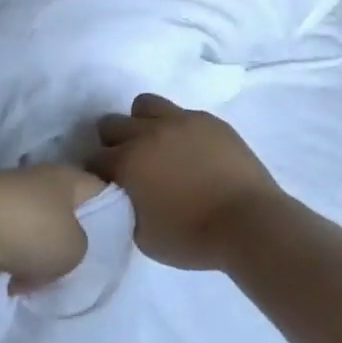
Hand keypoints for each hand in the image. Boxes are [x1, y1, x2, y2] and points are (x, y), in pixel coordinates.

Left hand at [0, 165, 103, 288]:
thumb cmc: (29, 230)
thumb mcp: (75, 249)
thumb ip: (81, 248)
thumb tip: (58, 249)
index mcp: (68, 176)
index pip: (101, 191)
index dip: (110, 217)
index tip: (108, 245)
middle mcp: (37, 177)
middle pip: (64, 212)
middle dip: (65, 241)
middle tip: (67, 269)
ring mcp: (4, 192)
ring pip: (32, 226)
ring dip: (33, 253)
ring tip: (30, 280)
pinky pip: (4, 236)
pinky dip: (7, 256)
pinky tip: (4, 278)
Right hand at [90, 95, 283, 271]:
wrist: (248, 222)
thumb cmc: (192, 237)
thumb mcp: (142, 236)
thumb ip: (124, 208)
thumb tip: (124, 195)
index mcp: (127, 162)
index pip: (93, 158)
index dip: (96, 173)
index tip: (107, 185)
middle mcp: (147, 133)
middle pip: (112, 124)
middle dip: (113, 143)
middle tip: (129, 166)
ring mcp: (181, 121)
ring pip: (145, 105)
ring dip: (142, 123)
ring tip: (156, 146)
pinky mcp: (209, 121)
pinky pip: (182, 113)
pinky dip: (177, 128)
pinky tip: (190, 150)